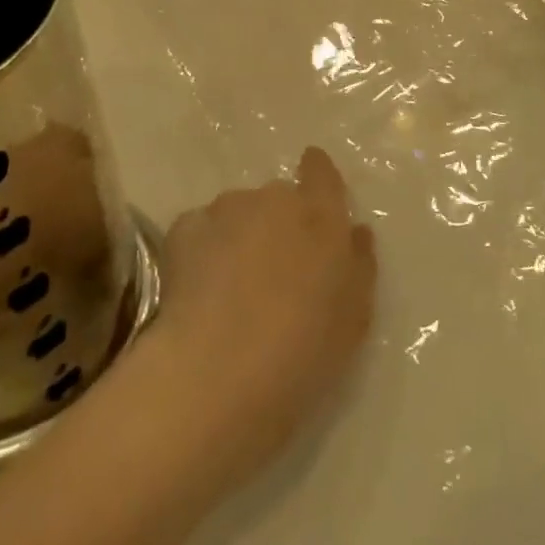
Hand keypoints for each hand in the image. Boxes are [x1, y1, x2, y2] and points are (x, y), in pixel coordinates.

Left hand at [147, 149, 375, 475]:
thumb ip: (359, 265)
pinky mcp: (185, 228)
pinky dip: (202, 251)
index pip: (321, 172)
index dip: (317, 173)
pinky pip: (200, 231)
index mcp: (321, 216)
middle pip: (279, 198)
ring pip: (238, 212)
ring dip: (240, 236)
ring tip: (231, 288)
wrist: (218, 373)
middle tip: (274, 272)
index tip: (312, 183)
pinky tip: (199, 291)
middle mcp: (275, 199)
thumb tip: (356, 231)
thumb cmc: (302, 352)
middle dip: (278, 223)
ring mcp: (226, 209)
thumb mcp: (354, 318)